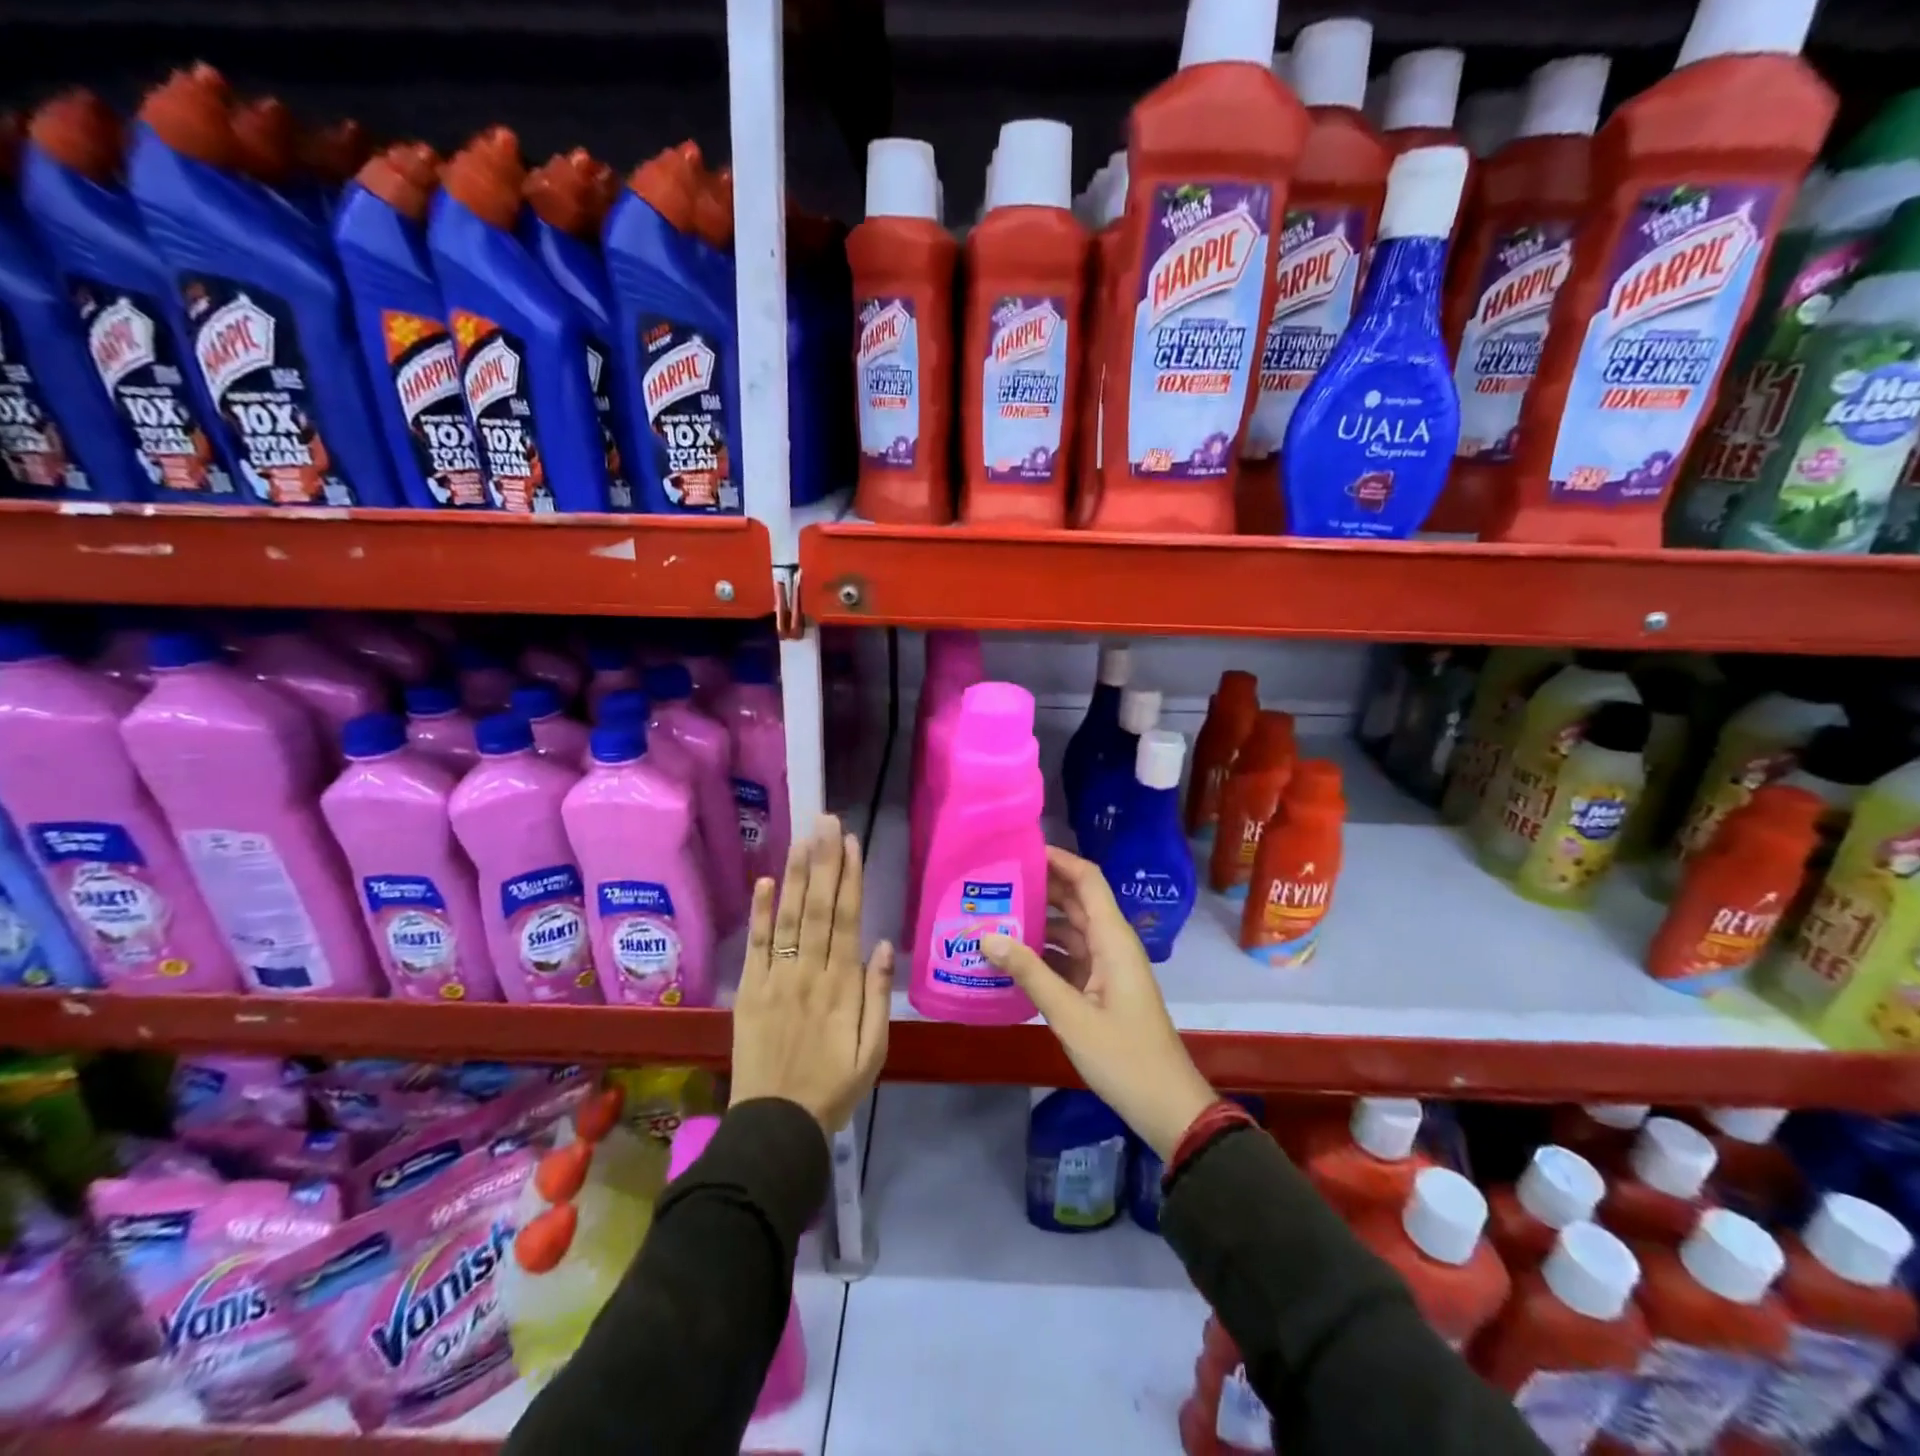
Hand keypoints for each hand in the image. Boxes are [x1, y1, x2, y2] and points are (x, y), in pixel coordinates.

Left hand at [731, 815, 893, 1134]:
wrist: (777, 1125)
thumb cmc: (834, 1087)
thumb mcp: (875, 1050)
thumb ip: (878, 995)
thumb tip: (884, 944)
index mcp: (843, 986)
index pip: (848, 919)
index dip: (849, 878)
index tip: (851, 843)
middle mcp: (809, 972)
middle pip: (818, 908)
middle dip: (824, 861)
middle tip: (825, 821)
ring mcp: (776, 979)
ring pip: (788, 918)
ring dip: (796, 875)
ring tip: (802, 838)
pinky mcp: (750, 991)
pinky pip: (755, 946)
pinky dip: (760, 913)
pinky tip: (764, 882)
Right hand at [981, 847, 1215, 1159]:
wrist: (1165, 1106)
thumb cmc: (1124, 1056)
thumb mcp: (1071, 1015)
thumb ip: (1030, 973)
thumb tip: (988, 937)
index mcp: (1113, 939)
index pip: (1087, 880)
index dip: (1058, 859)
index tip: (1020, 849)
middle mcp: (1111, 944)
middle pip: (1074, 901)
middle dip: (1038, 888)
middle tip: (993, 881)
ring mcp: (1106, 968)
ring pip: (1068, 931)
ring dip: (1036, 923)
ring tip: (992, 915)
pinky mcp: (1100, 990)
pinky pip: (1068, 959)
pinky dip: (1042, 954)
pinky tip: (1009, 959)